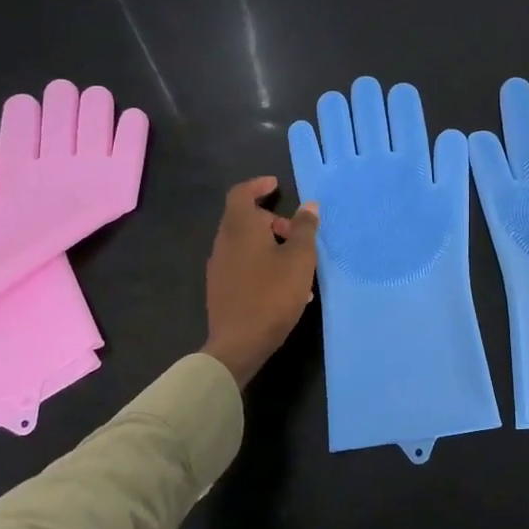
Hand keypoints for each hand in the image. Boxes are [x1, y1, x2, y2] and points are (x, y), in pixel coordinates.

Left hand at [202, 177, 319, 388]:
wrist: (239, 343)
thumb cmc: (272, 294)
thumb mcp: (299, 259)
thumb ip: (305, 229)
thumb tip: (309, 206)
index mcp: (240, 228)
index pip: (242, 193)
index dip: (258, 185)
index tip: (276, 185)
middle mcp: (224, 242)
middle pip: (245, 219)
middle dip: (272, 221)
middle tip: (297, 234)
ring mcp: (219, 267)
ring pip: (246, 244)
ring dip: (270, 245)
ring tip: (297, 265)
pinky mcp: (221, 288)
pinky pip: (243, 264)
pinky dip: (263, 264)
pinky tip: (284, 287)